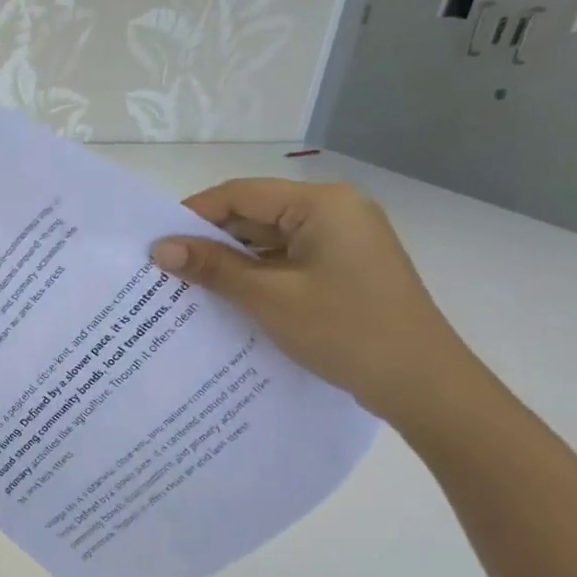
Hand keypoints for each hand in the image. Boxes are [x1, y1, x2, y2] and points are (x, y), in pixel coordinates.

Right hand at [150, 179, 481, 425]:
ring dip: (231, 261)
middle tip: (164, 268)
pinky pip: (287, 261)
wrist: (421, 382)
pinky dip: (256, 275)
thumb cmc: (344, 330)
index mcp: (322, 204)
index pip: (240, 194)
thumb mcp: (269, 297)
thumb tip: (160, 248)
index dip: (192, 214)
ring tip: (186, 286)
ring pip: (269, 240)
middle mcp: (335, 211)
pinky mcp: (344, 268)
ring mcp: (343, 241)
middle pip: (255, 214)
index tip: (155, 242)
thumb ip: (213, 268)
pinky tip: (226, 298)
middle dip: (210, 240)